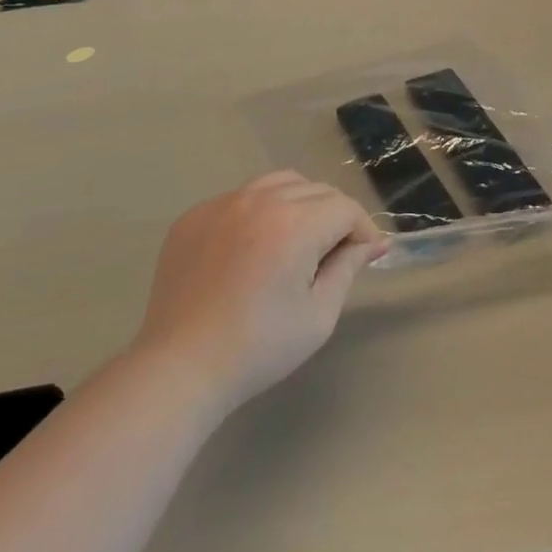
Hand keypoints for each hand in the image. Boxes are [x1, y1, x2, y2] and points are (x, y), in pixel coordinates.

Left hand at [131, 173, 385, 411]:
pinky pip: (242, 197)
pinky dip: (259, 212)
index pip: (345, 208)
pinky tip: (254, 247)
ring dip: (300, 204)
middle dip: (335, 216)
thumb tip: (371, 243)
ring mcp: (223, 203)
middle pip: (315, 190)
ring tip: (296, 241)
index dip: (363, 229)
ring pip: (279, 183)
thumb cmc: (258, 348)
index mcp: (294, 224)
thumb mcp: (318, 315)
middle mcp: (260, 200)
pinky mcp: (195, 215)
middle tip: (334, 253)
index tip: (366, 255)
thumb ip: (348, 268)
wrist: (180, 368)